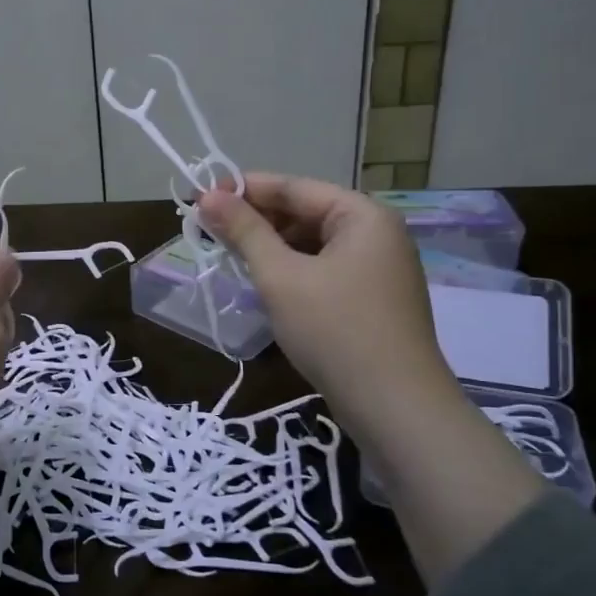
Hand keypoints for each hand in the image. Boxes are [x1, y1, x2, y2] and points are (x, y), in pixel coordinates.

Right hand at [200, 174, 543, 583]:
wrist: (395, 408)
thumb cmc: (335, 330)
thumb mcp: (281, 277)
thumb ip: (244, 232)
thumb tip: (207, 196)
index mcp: (362, 215)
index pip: (294, 188)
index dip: (245, 189)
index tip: (200, 197)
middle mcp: (377, 234)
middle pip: (306, 213)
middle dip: (257, 222)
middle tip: (209, 232)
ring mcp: (380, 269)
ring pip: (314, 245)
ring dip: (272, 249)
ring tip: (231, 258)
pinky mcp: (374, 301)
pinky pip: (326, 271)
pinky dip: (294, 272)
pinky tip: (265, 286)